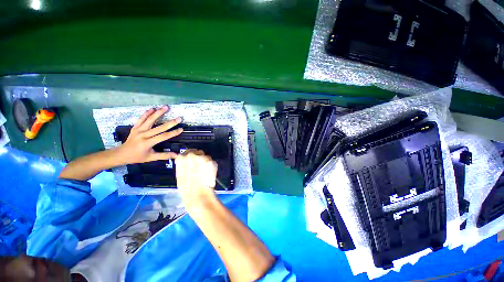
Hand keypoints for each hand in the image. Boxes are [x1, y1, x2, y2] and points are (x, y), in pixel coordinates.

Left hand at [116, 106, 182, 164]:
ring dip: (158, 113)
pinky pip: (141, 119)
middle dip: (170, 123)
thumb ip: (164, 156)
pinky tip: (153, 108)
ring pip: (150, 120)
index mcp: (147, 143)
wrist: (121, 154)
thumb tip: (176, 155)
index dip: (173, 133)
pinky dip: (147, 113)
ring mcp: (138, 130)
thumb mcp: (151, 158)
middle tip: (178, 118)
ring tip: (166, 107)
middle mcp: (143, 135)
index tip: (181, 129)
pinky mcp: (135, 127)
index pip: (163, 136)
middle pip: (159, 127)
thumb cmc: (137, 157)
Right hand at [175, 150, 217, 206]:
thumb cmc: (186, 188)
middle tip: (199, 166)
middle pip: (196, 152)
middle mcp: (192, 155)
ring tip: (204, 171)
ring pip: (205, 156)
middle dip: (198, 158)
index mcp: (181, 158)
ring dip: (204, 161)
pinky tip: (209, 173)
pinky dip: (210, 165)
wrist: (198, 195)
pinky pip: (211, 161)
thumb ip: (183, 165)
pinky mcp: (211, 161)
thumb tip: (187, 160)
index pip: (186, 153)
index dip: (189, 158)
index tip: (191, 162)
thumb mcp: (180, 174)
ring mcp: (203, 157)